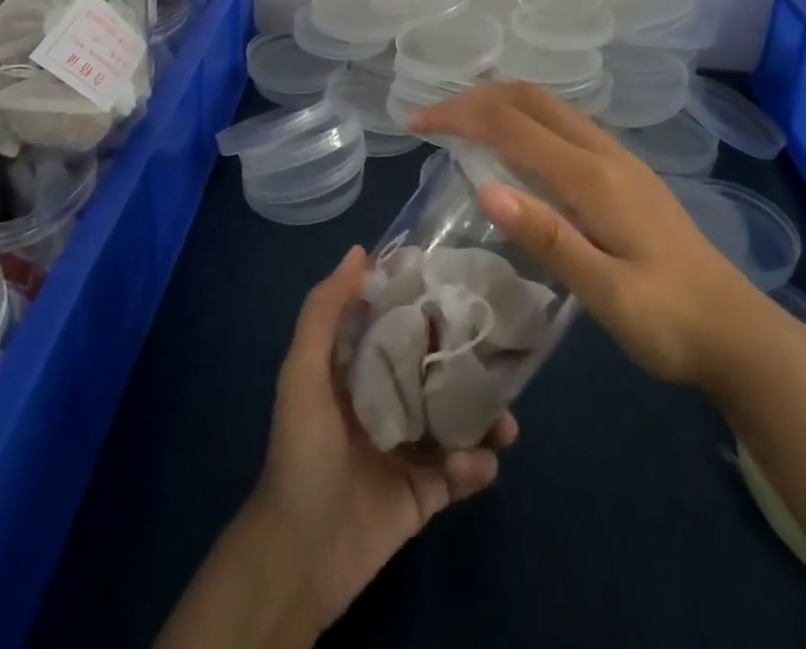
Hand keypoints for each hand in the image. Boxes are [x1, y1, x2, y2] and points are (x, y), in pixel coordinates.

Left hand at [251, 246, 517, 630]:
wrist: (301, 553)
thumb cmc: (302, 450)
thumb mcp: (302, 372)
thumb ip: (324, 311)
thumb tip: (359, 251)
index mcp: (366, 368)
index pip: (405, 322)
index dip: (432, 301)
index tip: (467, 281)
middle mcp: (394, 398)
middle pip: (443, 367)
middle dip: (474, 359)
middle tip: (504, 351)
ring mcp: (415, 445)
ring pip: (464, 418)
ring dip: (489, 417)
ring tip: (504, 421)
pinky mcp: (431, 490)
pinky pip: (466, 470)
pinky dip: (476, 466)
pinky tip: (469, 466)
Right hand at [412, 82, 763, 389]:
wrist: (740, 334)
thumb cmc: (670, 322)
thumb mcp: (607, 294)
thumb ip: (549, 239)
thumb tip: (486, 188)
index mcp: (594, 177)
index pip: (513, 125)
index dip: (460, 116)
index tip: (415, 124)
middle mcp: (605, 153)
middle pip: (532, 99)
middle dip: (477, 98)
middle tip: (432, 120)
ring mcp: (619, 159)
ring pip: (550, 107)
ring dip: (501, 104)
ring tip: (460, 126)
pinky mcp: (625, 173)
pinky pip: (564, 126)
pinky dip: (525, 121)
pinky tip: (513, 149)